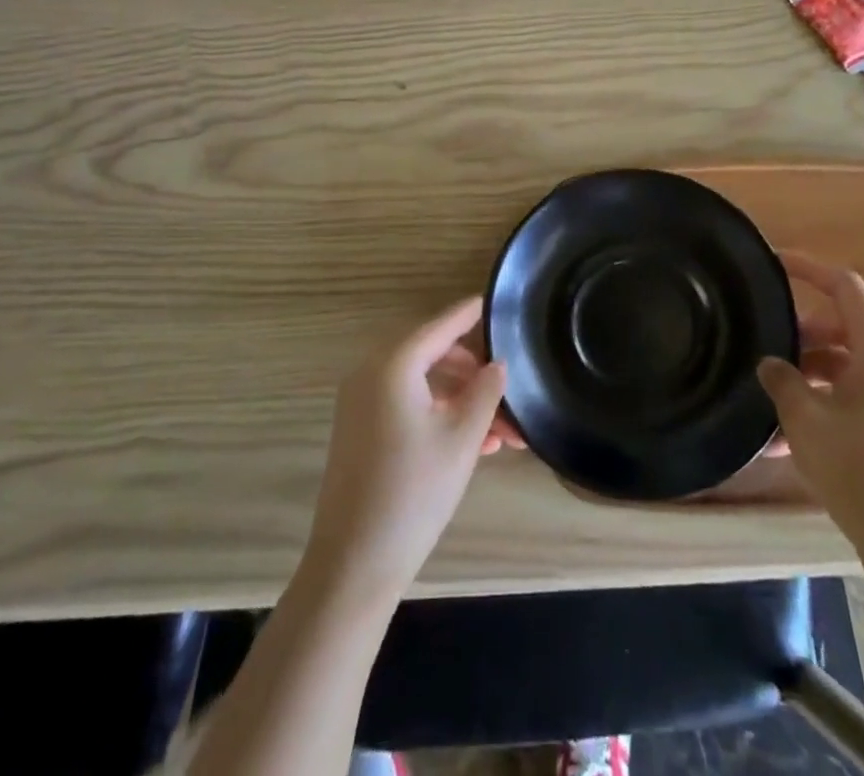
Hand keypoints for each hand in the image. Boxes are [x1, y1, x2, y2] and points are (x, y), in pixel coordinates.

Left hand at [305, 297, 506, 606]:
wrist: (354, 563)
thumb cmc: (414, 492)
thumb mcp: (462, 438)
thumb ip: (485, 391)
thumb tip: (498, 364)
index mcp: (393, 364)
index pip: (442, 324)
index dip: (471, 313)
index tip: (497, 300)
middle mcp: (372, 373)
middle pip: (433, 354)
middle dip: (475, 371)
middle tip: (509, 387)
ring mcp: (362, 402)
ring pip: (424, 384)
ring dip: (462, 399)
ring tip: (504, 430)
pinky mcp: (362, 430)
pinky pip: (408, 405)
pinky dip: (440, 414)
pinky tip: (478, 443)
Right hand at [757, 253, 863, 550]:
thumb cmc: (858, 468)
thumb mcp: (805, 418)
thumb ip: (782, 380)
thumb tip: (771, 364)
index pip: (846, 288)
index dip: (810, 268)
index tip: (773, 263)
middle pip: (841, 330)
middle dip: (798, 333)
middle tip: (762, 342)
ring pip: (841, 370)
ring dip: (803, 377)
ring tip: (764, 399)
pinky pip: (848, 404)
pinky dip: (817, 409)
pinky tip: (780, 443)